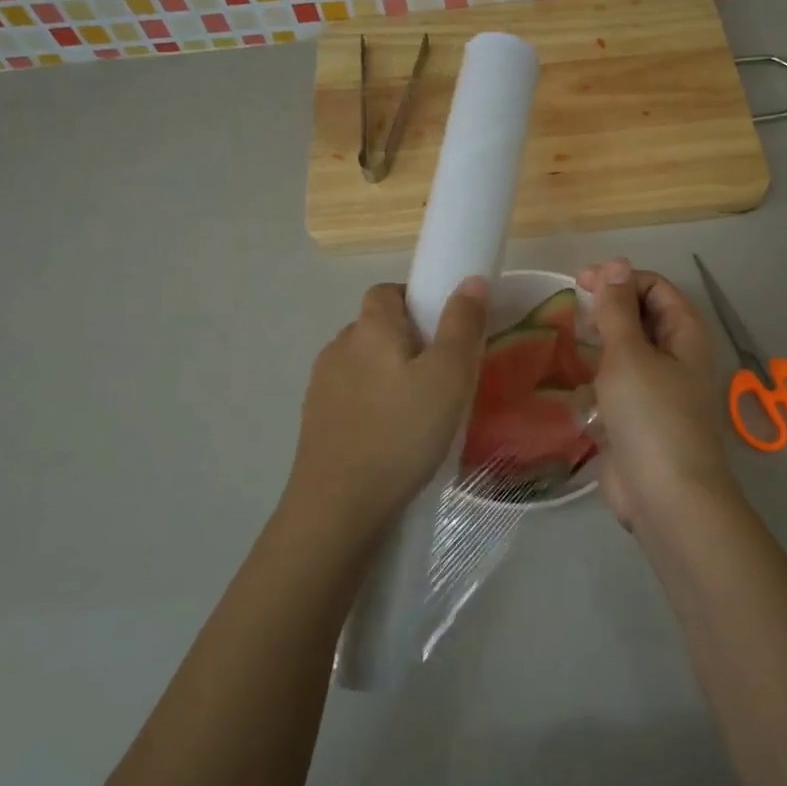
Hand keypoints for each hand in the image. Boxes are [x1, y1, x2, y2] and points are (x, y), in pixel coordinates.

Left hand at [283, 279, 488, 543]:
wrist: (340, 505)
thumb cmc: (402, 432)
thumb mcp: (449, 376)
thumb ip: (462, 324)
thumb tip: (470, 280)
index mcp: (370, 328)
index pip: (387, 292)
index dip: (416, 301)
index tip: (444, 331)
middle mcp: (339, 347)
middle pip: (375, 328)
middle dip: (407, 341)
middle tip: (442, 375)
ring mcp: (321, 386)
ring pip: (363, 365)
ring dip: (388, 375)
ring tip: (419, 410)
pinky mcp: (315, 421)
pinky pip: (351, 397)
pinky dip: (372, 405)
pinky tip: (391, 436)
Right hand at [576, 259, 739, 530]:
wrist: (666, 496)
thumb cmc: (651, 416)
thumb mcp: (629, 354)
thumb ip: (618, 309)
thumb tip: (615, 263)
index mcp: (684, 334)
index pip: (655, 287)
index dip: (620, 278)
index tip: (580, 282)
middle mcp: (676, 357)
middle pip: (643, 317)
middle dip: (609, 307)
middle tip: (569, 308)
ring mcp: (658, 389)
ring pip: (628, 352)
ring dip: (600, 342)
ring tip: (565, 338)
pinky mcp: (639, 418)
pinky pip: (617, 385)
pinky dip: (597, 376)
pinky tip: (571, 379)